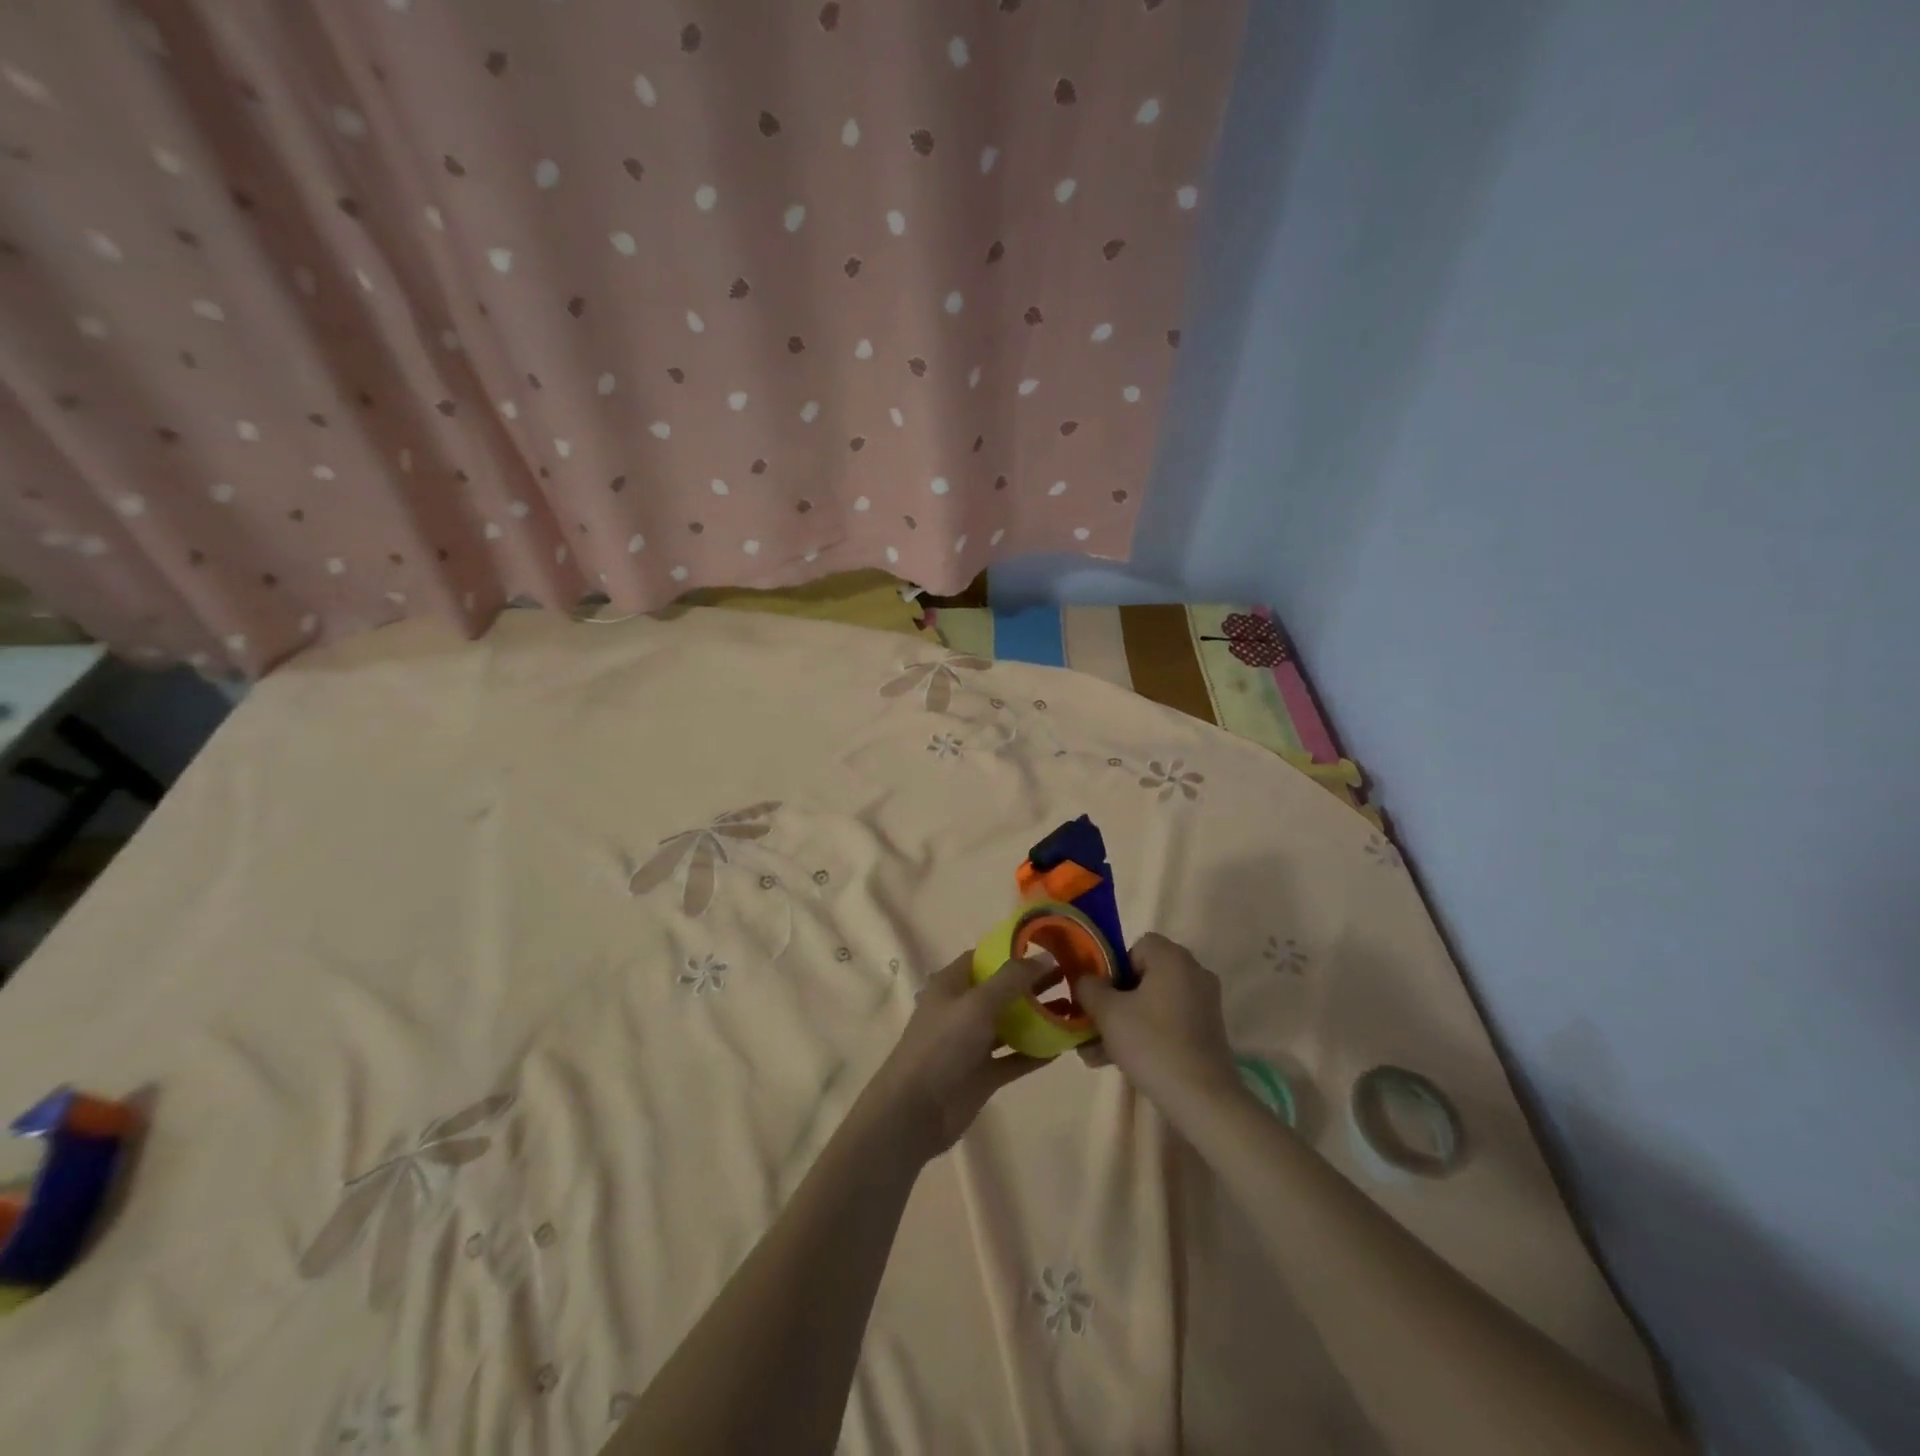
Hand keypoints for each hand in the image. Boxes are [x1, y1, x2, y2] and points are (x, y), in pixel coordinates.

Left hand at [857, 953, 1053, 1162]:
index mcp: (951, 984)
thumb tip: (1046, 955)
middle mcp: (962, 1009)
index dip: (1014, 950)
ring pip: (1010, 1023)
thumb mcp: (977, 1003)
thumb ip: (1012, 979)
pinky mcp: (983, 1074)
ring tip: (1074, 1007)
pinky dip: (1036, 1052)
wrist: (915, 1111)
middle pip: (1002, 989)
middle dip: (1033, 982)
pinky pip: (1014, 1057)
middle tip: (1071, 976)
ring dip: (1038, 1016)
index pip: (985, 957)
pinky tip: (1063, 1046)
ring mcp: (972, 1043)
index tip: (1049, 946)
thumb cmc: (942, 1045)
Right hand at [1075, 934, 1241, 1116]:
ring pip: (1152, 1004)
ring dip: (1123, 1023)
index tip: (1100, 996)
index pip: (1136, 946)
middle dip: (1113, 1002)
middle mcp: (1193, 973)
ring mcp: (1203, 1005)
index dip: (1113, 968)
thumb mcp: (1108, 1013)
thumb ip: (1089, 987)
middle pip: (1143, 977)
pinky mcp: (1206, 1033)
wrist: (1203, 1100)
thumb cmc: (1152, 1044)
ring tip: (1095, 1053)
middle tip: (1091, 1026)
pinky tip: (1118, 1062)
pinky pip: (1167, 1023)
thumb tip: (1085, 979)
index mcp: (1173, 958)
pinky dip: (1145, 1036)